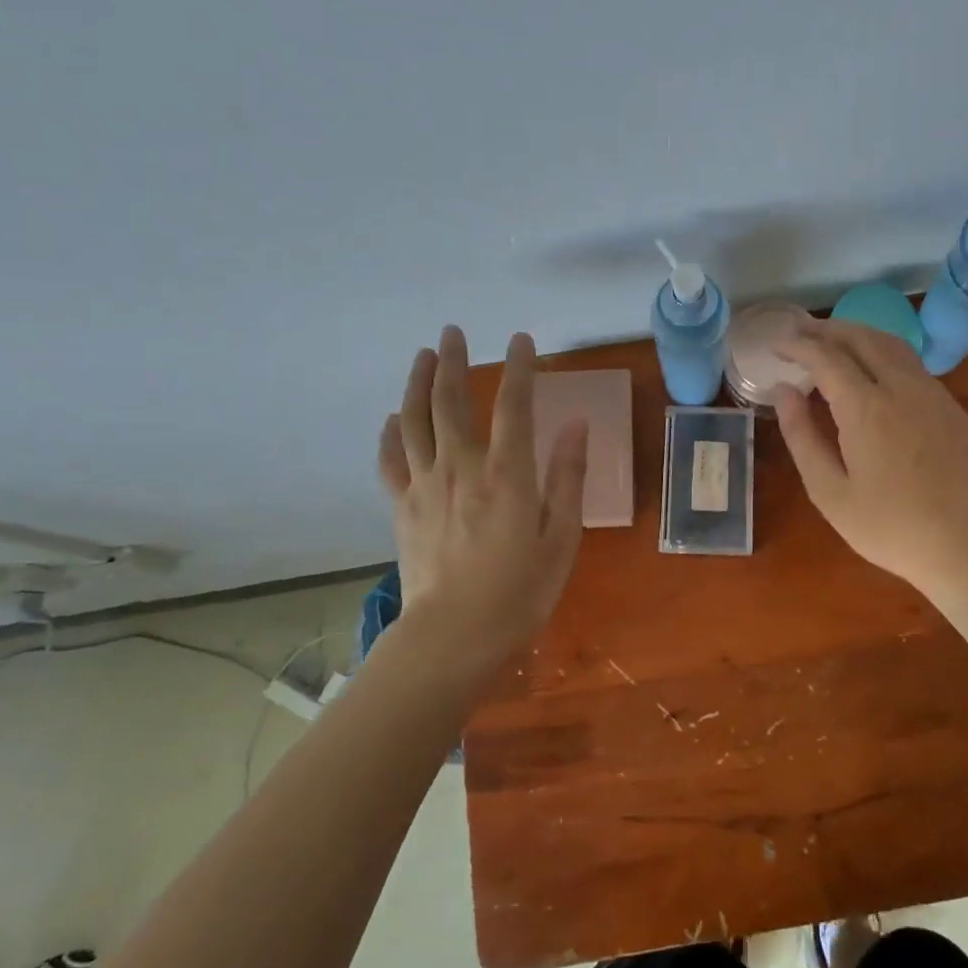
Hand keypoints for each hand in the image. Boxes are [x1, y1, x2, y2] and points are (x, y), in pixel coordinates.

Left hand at [378, 327, 588, 680]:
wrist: (454, 636)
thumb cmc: (519, 591)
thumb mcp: (562, 538)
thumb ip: (568, 477)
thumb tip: (576, 425)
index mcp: (507, 474)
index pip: (513, 405)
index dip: (518, 368)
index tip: (521, 341)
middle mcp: (461, 466)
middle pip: (451, 400)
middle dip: (452, 360)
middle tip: (453, 331)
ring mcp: (425, 484)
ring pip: (414, 419)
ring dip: (417, 382)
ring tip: (422, 355)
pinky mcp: (402, 506)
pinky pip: (390, 459)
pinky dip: (390, 433)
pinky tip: (393, 417)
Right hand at [773, 319, 967, 599]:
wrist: (967, 548)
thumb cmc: (889, 528)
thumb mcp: (829, 492)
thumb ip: (802, 436)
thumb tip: (784, 391)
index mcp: (867, 409)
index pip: (826, 357)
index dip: (797, 344)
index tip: (775, 343)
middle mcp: (902, 388)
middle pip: (861, 337)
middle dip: (825, 329)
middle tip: (797, 331)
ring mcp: (933, 394)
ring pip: (890, 343)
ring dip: (856, 333)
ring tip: (830, 339)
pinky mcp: (951, 407)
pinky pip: (911, 363)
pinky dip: (881, 351)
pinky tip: (871, 369)